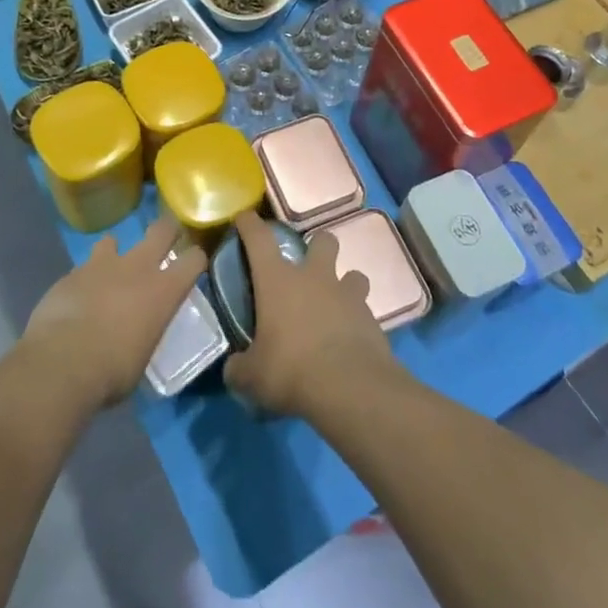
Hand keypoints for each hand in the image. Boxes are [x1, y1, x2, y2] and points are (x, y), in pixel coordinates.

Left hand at [22, 217, 205, 409]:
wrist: (63, 362)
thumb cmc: (114, 370)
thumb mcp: (144, 356)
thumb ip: (146, 331)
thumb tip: (140, 332)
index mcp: (164, 290)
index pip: (193, 259)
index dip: (195, 258)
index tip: (193, 264)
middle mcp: (137, 267)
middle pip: (161, 230)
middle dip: (166, 230)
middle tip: (165, 238)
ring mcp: (102, 265)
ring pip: (113, 241)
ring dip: (114, 254)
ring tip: (108, 272)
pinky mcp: (72, 273)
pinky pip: (83, 268)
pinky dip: (84, 280)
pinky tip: (78, 298)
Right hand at [223, 211, 397, 417]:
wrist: (350, 389)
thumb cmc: (291, 371)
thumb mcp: (252, 377)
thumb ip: (240, 368)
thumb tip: (235, 368)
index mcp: (278, 280)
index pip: (259, 238)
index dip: (249, 224)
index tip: (244, 219)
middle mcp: (314, 277)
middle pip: (322, 240)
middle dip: (317, 247)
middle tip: (307, 270)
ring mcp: (347, 295)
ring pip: (353, 273)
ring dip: (344, 285)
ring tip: (335, 306)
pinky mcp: (372, 319)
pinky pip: (365, 310)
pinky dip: (357, 320)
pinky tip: (349, 340)